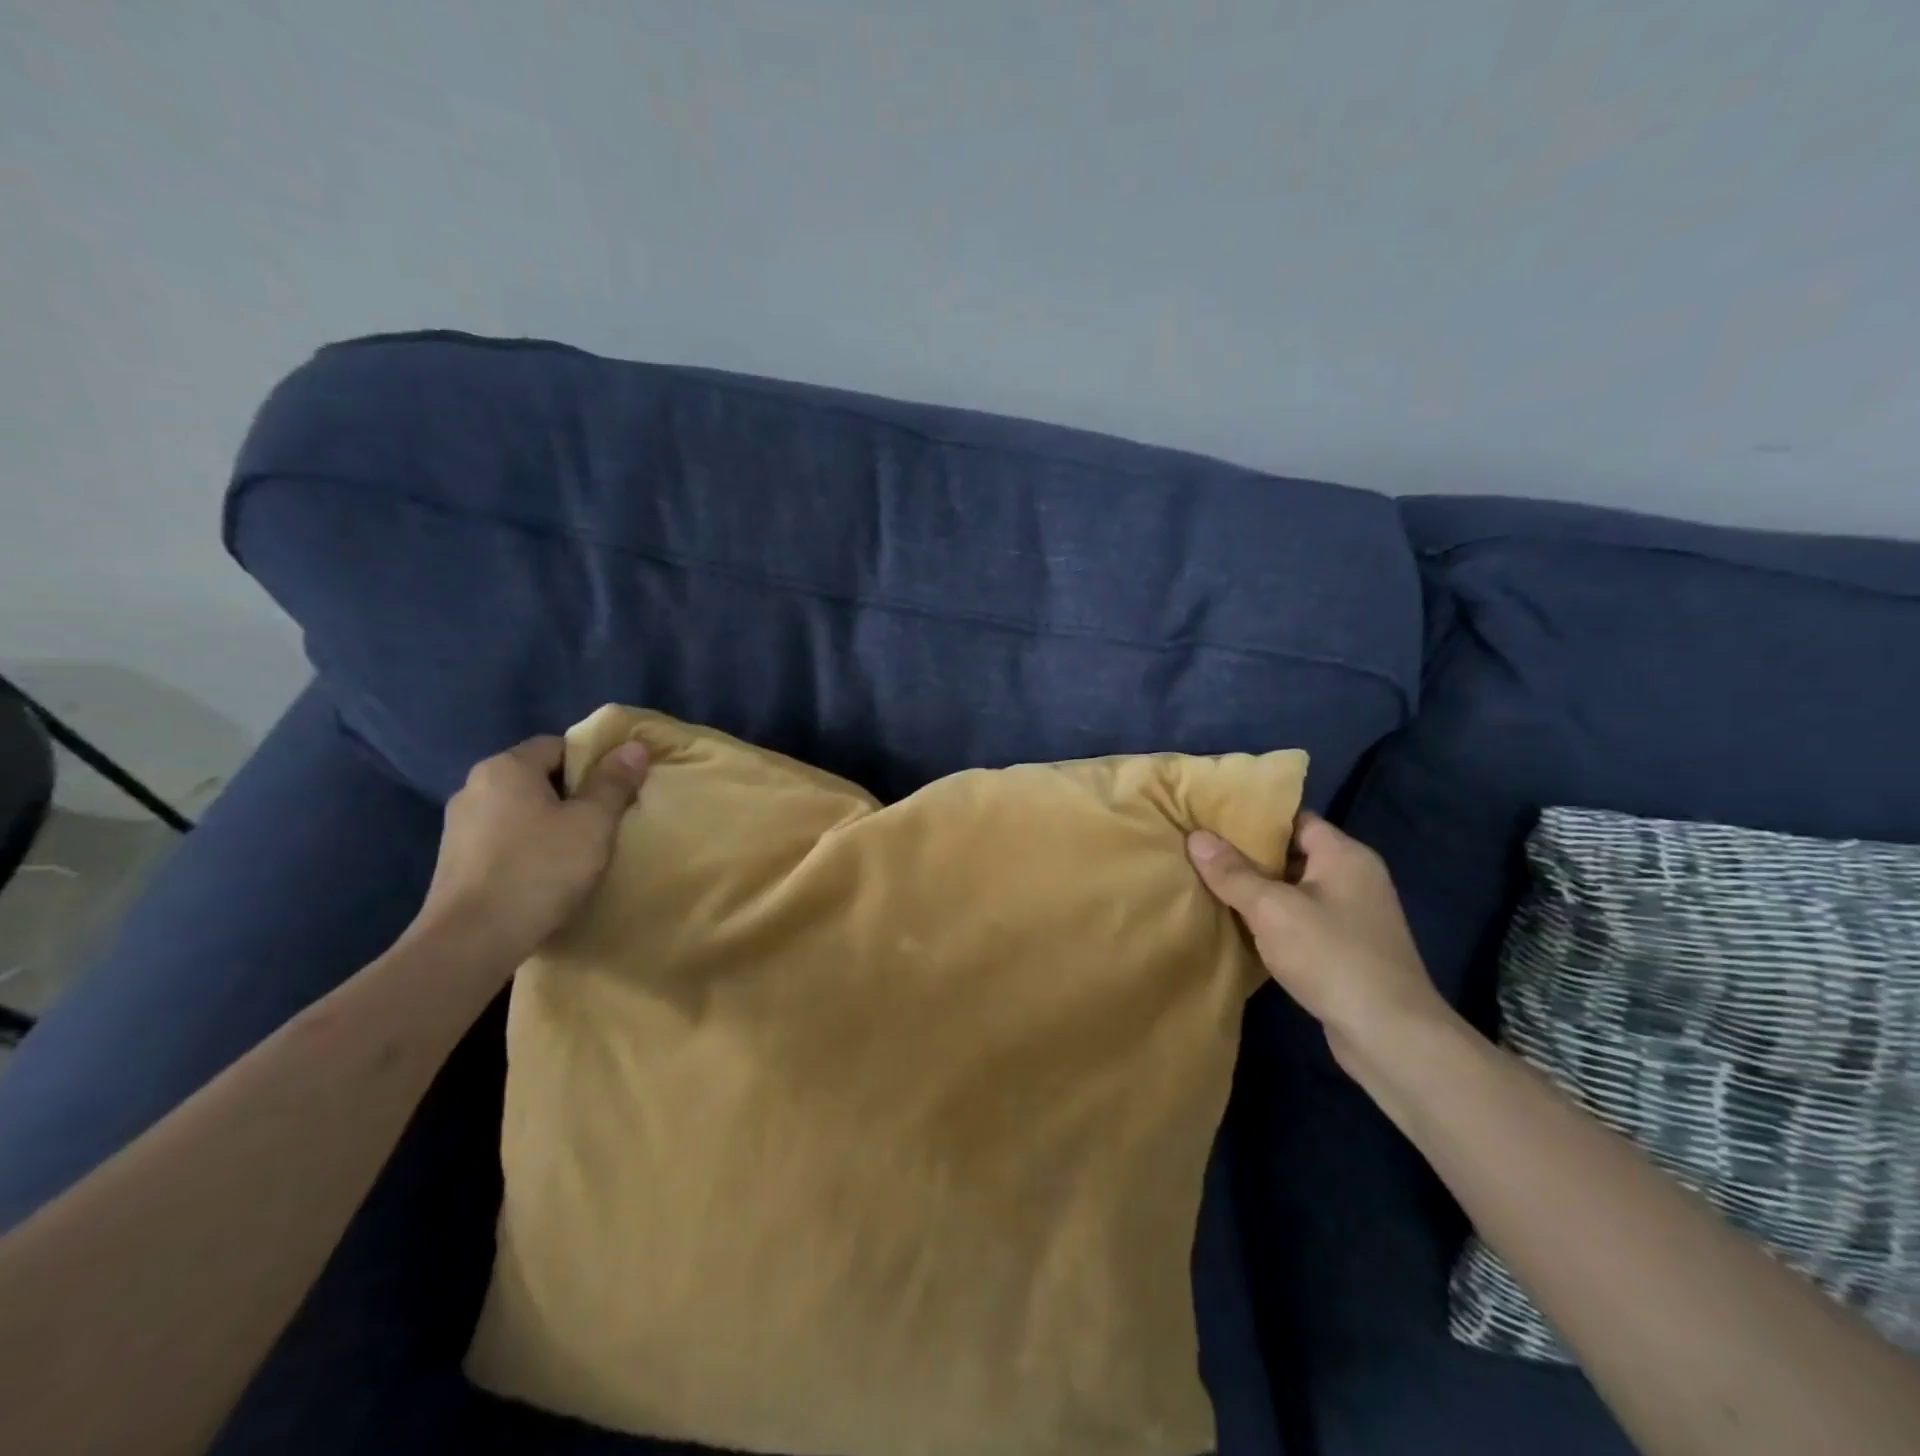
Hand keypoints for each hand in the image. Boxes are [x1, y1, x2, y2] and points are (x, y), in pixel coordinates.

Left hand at [412, 735, 649, 966]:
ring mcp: (457, 826)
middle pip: (537, 777)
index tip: (616, 791)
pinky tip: (544, 874)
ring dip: (548, 823)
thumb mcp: (592, 823)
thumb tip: (634, 746)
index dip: (593, 763)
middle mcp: (474, 786)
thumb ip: (614, 782)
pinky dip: (526, 847)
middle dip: (572, 795)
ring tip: (577, 852)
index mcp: (506, 767)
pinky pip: (502, 838)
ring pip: (519, 810)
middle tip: (604, 822)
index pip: (558, 745)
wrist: (470, 942)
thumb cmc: (539, 870)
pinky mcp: (452, 861)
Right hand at [1187, 812, 1450, 1068]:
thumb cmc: (1332, 956)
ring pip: (1293, 890)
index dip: (1253, 817)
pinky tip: (1237, 926)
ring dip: (1257, 890)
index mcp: (1345, 855)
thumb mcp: (1271, 909)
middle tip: (1200, 850)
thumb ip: (1232, 872)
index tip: (1211, 818)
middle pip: (1292, 853)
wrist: (1391, 1036)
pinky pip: (1300, 920)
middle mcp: (1354, 878)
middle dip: (1247, 855)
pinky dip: (1271, 919)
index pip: (1294, 819)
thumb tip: (1196, 837)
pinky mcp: (1346, 949)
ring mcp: (1353, 916)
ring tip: (1207, 883)